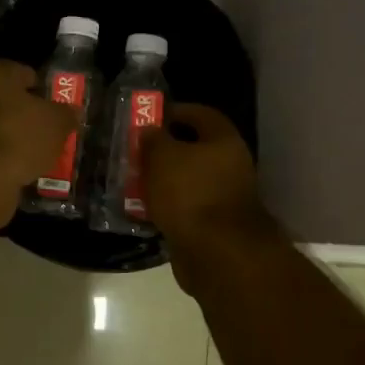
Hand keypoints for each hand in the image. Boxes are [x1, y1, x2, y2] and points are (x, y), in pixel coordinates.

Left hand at [0, 60, 77, 227]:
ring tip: (41, 156)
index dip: (45, 89)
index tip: (59, 107)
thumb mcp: (57, 123)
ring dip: (16, 140)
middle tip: (52, 133)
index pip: (25, 73)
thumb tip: (71, 112)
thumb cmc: (19, 135)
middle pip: (9, 102)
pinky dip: (4, 160)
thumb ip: (67, 114)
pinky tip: (22, 171)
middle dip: (29, 117)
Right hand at [140, 104, 274, 251]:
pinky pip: (186, 208)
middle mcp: (230, 166)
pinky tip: (144, 209)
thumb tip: (150, 131)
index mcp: (224, 141)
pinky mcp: (214, 225)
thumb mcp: (162, 157)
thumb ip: (153, 139)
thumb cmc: (190, 193)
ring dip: (163, 181)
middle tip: (136, 152)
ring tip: (134, 181)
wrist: (216, 252)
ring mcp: (224, 197)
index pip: (200, 114)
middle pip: (194, 150)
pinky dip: (167, 206)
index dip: (175, 112)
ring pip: (188, 181)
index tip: (149, 117)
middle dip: (164, 150)